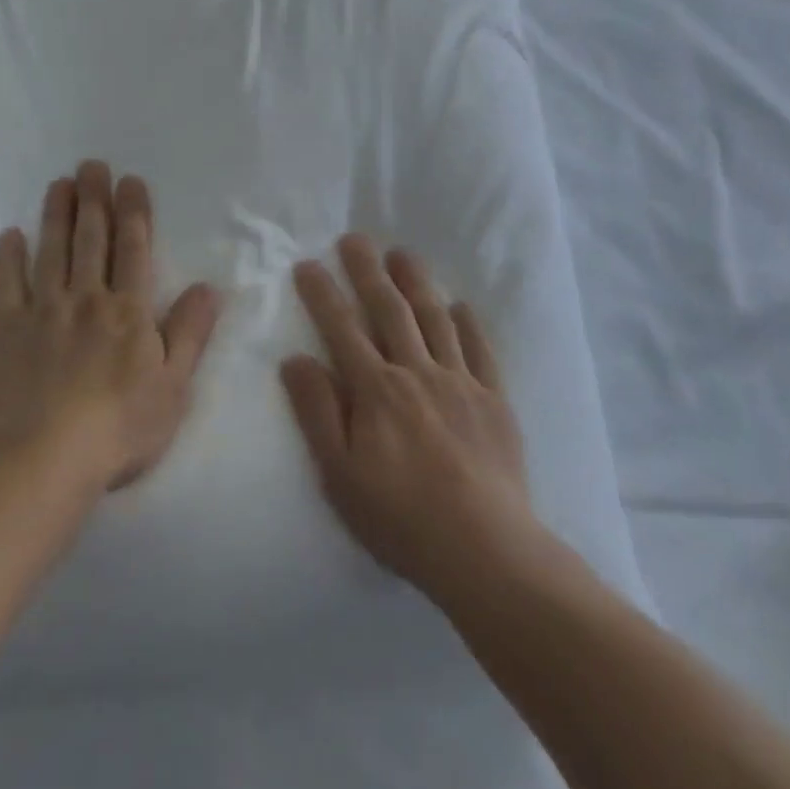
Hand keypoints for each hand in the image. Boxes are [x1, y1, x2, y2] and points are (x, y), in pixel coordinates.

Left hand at [0, 161, 220, 490]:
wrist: (43, 459)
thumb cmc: (119, 427)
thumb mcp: (174, 386)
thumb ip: (190, 333)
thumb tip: (209, 287)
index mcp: (128, 311)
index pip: (133, 249)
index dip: (133, 212)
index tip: (130, 180)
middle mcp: (86, 299)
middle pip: (91, 240)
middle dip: (94, 200)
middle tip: (91, 165)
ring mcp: (41, 312)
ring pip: (51, 252)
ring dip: (56, 216)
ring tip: (58, 185)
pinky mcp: (4, 332)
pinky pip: (4, 286)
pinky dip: (7, 259)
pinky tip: (9, 236)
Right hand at [282, 234, 536, 596]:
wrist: (484, 550)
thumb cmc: (400, 517)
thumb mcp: (340, 474)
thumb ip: (318, 411)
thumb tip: (295, 358)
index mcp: (376, 390)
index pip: (343, 328)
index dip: (323, 294)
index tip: (308, 264)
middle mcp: (417, 372)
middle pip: (389, 310)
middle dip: (368, 271)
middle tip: (355, 238)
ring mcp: (460, 382)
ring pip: (434, 319)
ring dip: (416, 282)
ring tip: (402, 254)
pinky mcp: (493, 400)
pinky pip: (480, 350)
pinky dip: (469, 324)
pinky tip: (460, 306)